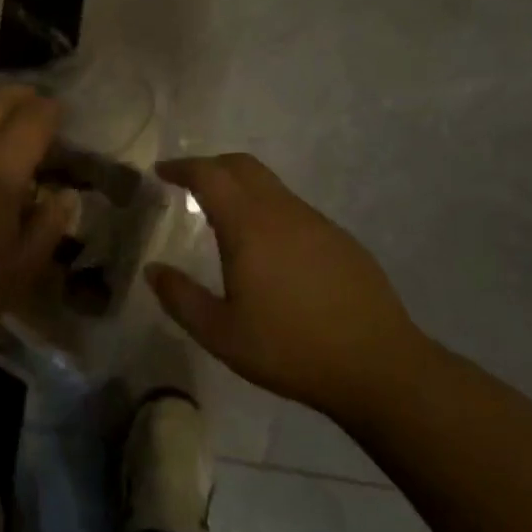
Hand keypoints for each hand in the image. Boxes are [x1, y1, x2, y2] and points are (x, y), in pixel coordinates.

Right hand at [151, 154, 429, 415]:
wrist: (379, 365)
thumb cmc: (291, 348)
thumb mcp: (222, 334)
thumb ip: (181, 298)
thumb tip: (153, 269)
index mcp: (249, 226)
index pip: (209, 175)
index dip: (182, 167)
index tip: (162, 171)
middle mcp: (282, 211)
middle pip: (242, 166)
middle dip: (211, 166)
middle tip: (189, 183)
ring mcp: (316, 221)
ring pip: (271, 186)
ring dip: (241, 187)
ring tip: (225, 216)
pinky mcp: (339, 238)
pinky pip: (293, 208)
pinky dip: (268, 209)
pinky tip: (269, 248)